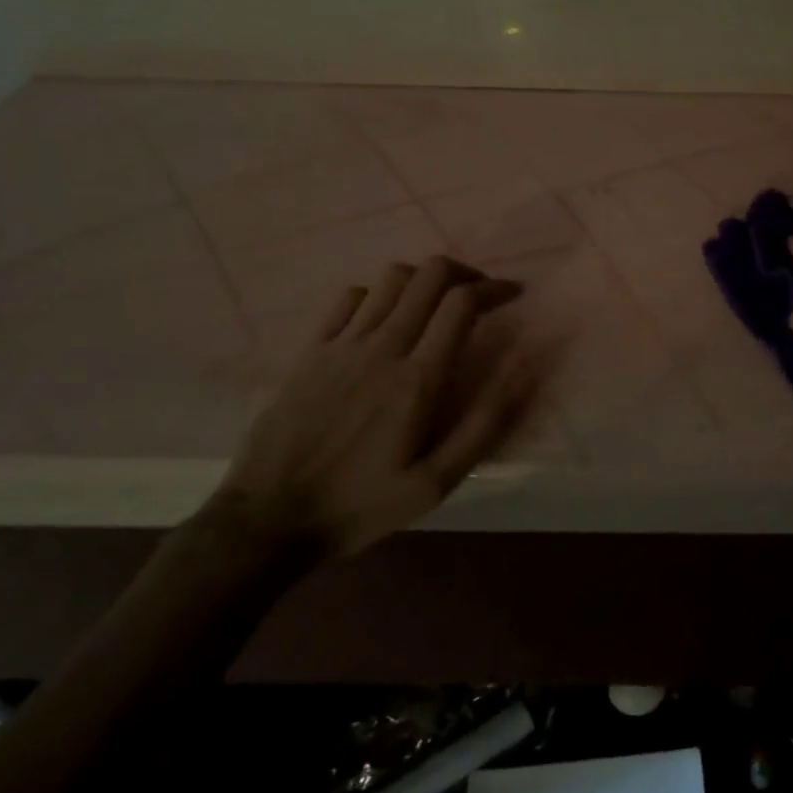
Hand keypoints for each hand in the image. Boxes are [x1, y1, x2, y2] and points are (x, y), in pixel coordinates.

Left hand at [214, 256, 532, 558]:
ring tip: (437, 301)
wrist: (269, 519)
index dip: (494, 289)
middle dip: (464, 273)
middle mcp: (382, 348)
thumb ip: (482, 426)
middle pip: (429, 276)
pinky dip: (378, 294)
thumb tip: (523, 372)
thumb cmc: (361, 505)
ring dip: (424, 279)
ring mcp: (341, 345)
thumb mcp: (434, 484)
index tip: (513, 294)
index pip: (462, 304)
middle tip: (480, 293)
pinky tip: (385, 316)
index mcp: (417, 380)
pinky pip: (349, 298)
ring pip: (391, 279)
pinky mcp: (311, 351)